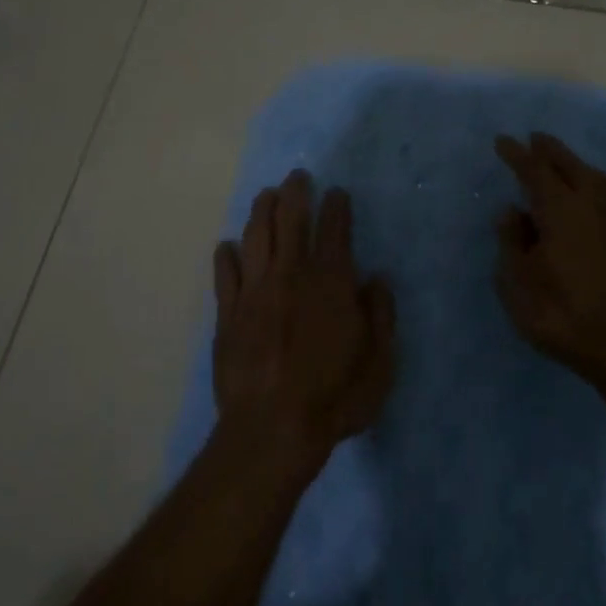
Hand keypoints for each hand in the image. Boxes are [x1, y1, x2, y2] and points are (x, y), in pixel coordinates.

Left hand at [212, 169, 395, 469]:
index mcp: (331, 283)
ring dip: (260, 212)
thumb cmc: (334, 397)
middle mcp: (291, 275)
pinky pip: (225, 275)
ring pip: (255, 238)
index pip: (335, 231)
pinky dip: (226, 256)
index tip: (337, 193)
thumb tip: (376, 279)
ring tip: (265, 196)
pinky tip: (226, 247)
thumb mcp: (379, 362)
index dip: (337, 207)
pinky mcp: (228, 314)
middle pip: (290, 221)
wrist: (271, 429)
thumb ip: (380, 315)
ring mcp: (254, 292)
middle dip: (295, 193)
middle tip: (297, 176)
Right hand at [494, 132, 605, 387]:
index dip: (517, 155)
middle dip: (551, 151)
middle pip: (571, 166)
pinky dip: (597, 189)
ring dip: (578, 166)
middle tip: (535, 139)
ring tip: (565, 163)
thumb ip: (511, 243)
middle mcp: (593, 206)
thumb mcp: (517, 285)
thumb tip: (512, 211)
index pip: (534, 172)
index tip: (503, 141)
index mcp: (560, 212)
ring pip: (599, 180)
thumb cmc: (562, 315)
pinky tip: (592, 203)